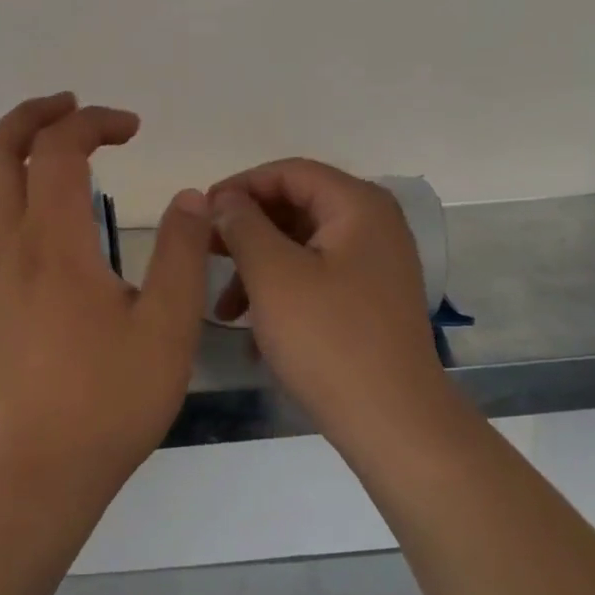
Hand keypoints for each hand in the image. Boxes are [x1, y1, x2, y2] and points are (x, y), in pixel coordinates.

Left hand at [0, 93, 211, 502]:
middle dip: (31, 116)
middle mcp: (9, 247)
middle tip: (71, 105)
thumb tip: (192, 198)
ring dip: (4, 145)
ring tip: (42, 136)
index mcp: (54, 245)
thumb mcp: (166, 327)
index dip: (94, 123)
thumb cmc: (108, 400)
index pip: (60, 152)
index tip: (132, 127)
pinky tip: (27, 197)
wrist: (38, 468)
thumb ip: (181, 254)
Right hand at [208, 159, 451, 458]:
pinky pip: (317, 276)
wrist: (394, 423)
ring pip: (302, 245)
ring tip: (223, 306)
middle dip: (246, 229)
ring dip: (258, 266)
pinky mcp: (370, 299)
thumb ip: (242, 225)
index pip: (289, 172)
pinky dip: (282, 291)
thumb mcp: (273, 275)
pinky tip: (252, 329)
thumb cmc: (329, 339)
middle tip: (204, 252)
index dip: (240, 186)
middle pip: (296, 206)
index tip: (200, 213)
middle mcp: (373, 224)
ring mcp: (375, 264)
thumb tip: (224, 200)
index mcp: (358, 205)